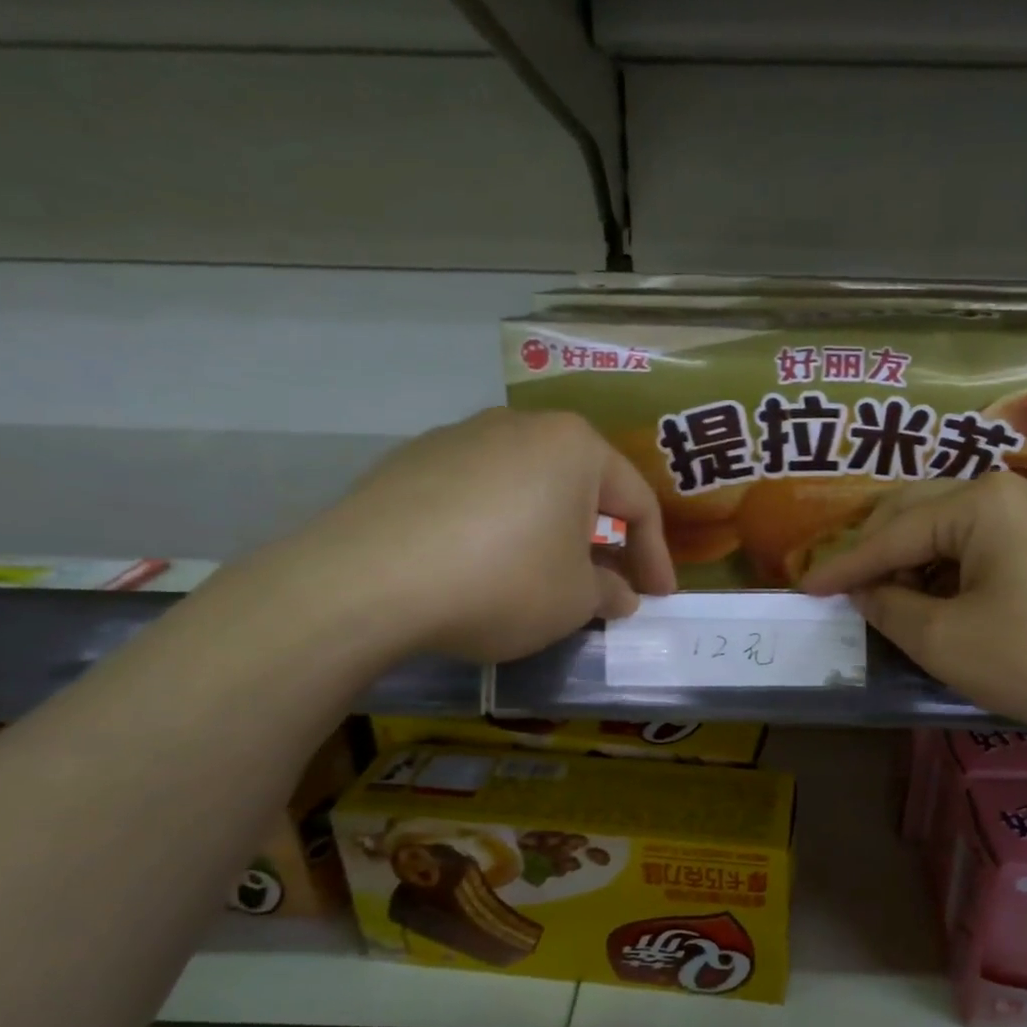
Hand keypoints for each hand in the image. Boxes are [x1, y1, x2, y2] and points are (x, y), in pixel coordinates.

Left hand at [280, 410, 677, 664]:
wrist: (367, 581)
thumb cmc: (503, 581)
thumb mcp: (575, 600)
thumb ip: (609, 592)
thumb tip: (618, 594)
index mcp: (574, 445)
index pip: (636, 502)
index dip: (655, 556)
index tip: (659, 598)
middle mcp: (520, 426)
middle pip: (580, 487)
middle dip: (601, 540)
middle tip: (608, 585)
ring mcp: (459, 437)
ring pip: (527, 488)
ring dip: (549, 533)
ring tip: (546, 577)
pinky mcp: (411, 462)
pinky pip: (478, 496)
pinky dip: (497, 529)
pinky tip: (483, 567)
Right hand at [798, 473, 1026, 786]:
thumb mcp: (946, 640)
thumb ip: (889, 607)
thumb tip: (863, 591)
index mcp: (978, 502)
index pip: (891, 532)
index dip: (844, 565)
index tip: (803, 586)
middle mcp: (1003, 491)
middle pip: (915, 514)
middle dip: (875, 553)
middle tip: (842, 589)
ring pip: (944, 528)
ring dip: (909, 562)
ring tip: (886, 600)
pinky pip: (975, 543)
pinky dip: (944, 569)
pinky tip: (933, 598)